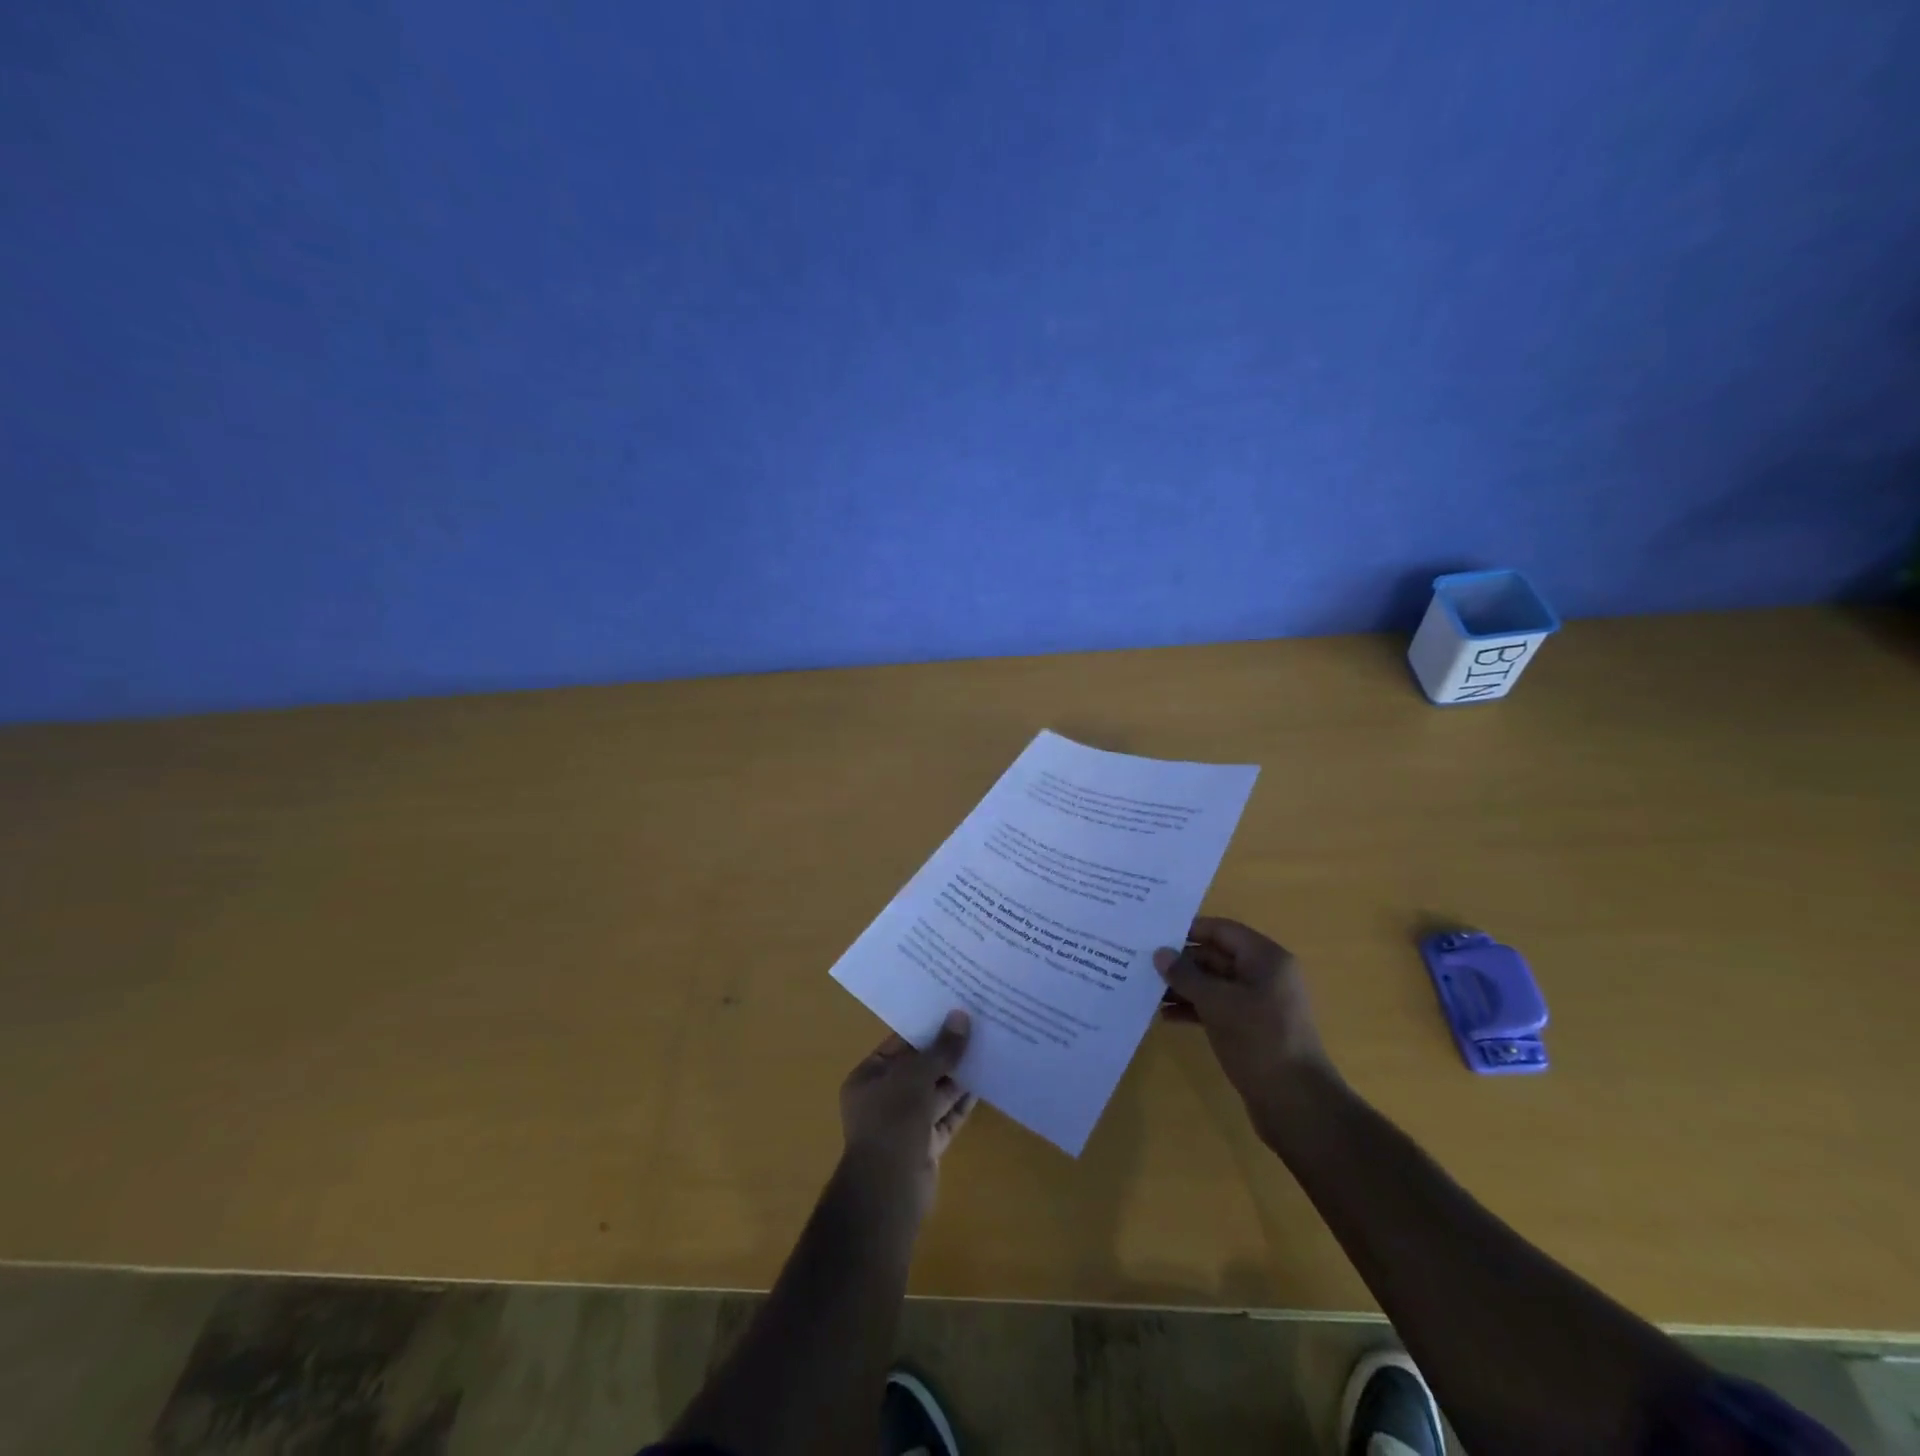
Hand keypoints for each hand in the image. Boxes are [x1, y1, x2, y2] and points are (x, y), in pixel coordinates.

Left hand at [838, 1009, 975, 1219]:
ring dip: (958, 1075)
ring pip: (935, 1092)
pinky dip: (962, 1102)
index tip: (953, 1010)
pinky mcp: (925, 1145)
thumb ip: (940, 1049)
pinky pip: (946, 1116)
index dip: (926, 1028)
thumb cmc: (892, 1122)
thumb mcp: (915, 1077)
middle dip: (946, 1052)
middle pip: (919, 1068)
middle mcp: (883, 1098)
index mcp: (868, 1077)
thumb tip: (960, 1016)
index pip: (899, 1045)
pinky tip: (985, 1082)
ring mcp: (905, 1123)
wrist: (889, 1191)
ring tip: (987, 1048)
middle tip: (977, 1026)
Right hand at [1154, 917, 1334, 1111]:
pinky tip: (1166, 1016)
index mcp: (1266, 959)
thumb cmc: (1259, 1041)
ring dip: (1184, 987)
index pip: (1222, 930)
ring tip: (1148, 991)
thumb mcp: (1217, 1003)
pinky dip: (1195, 1009)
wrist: (1297, 1104)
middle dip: (1182, 962)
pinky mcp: (1253, 1029)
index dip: (1188, 931)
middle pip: (1217, 957)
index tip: (1154, 935)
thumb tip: (1161, 954)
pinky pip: (1219, 1008)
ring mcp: (1260, 1004)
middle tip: (1143, 964)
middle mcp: (1265, 975)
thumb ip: (1186, 975)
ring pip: (1215, 984)